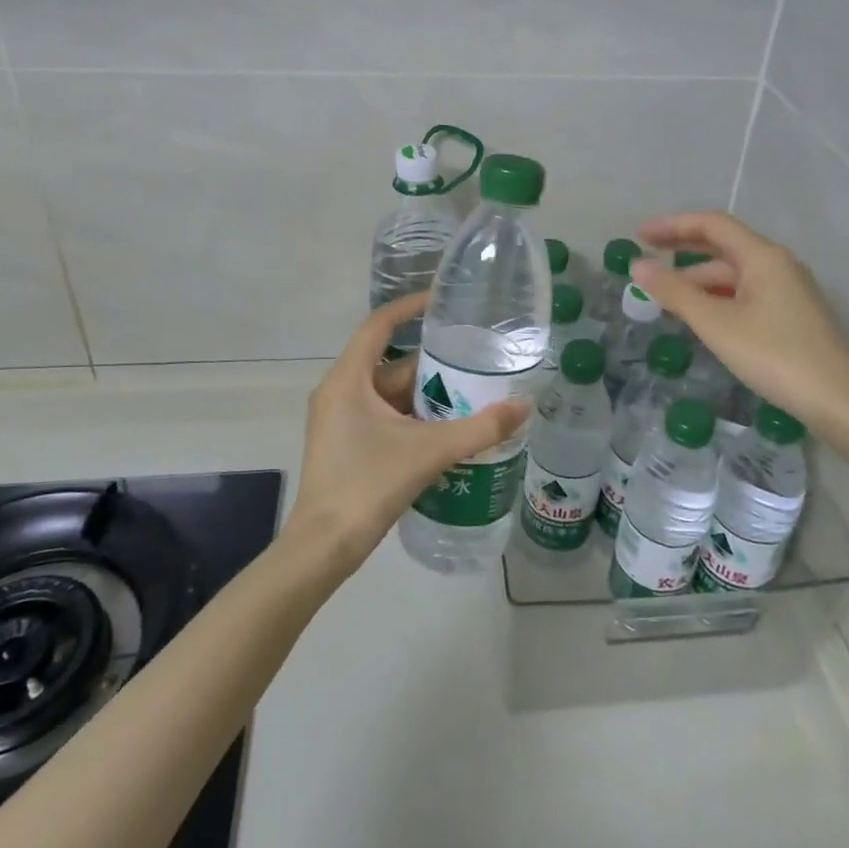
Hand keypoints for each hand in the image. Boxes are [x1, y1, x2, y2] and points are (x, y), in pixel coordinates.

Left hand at [288, 293, 531, 572]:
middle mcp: (338, 390)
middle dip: (431, 362)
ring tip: (469, 392)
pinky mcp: (344, 442)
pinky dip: (411, 415)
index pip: (379, 325)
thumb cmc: (368, 485)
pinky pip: (382, 414)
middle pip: (389, 362)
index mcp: (348, 379)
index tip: (442, 300)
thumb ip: (480, 428)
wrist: (323, 547)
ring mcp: (338, 418)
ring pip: (387, 392)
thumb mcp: (429, 452)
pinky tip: (444, 428)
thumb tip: (525, 406)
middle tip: (472, 359)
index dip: (410, 307)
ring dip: (424, 393)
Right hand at [630, 211, 848, 450]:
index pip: (712, 225)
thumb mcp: (716, 323)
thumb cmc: (774, 355)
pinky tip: (700, 316)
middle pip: (723, 245)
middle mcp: (778, 264)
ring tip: (665, 296)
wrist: (838, 400)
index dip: (672, 226)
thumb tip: (638, 265)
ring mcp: (788, 290)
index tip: (639, 236)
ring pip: (734, 273)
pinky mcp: (791, 315)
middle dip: (682, 250)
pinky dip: (717, 297)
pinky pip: (745, 293)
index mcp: (762, 256)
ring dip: (698, 279)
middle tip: (646, 259)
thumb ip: (675, 292)